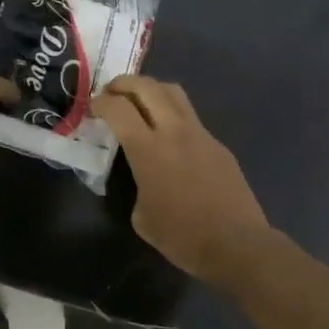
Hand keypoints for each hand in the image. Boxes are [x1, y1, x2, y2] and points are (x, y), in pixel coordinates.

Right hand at [92, 75, 271, 283]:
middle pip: (147, 87)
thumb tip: (144, 179)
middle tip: (111, 93)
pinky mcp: (218, 145)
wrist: (236, 244)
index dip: (100, 102)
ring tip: (139, 103)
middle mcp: (174, 131)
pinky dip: (172, 115)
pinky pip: (191, 118)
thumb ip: (137, 186)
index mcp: (149, 150)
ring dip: (151, 90)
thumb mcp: (142, 217)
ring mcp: (201, 134)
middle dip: (124, 84)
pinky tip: (168, 136)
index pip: (118, 109)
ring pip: (174, 93)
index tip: (92, 107)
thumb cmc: (182, 237)